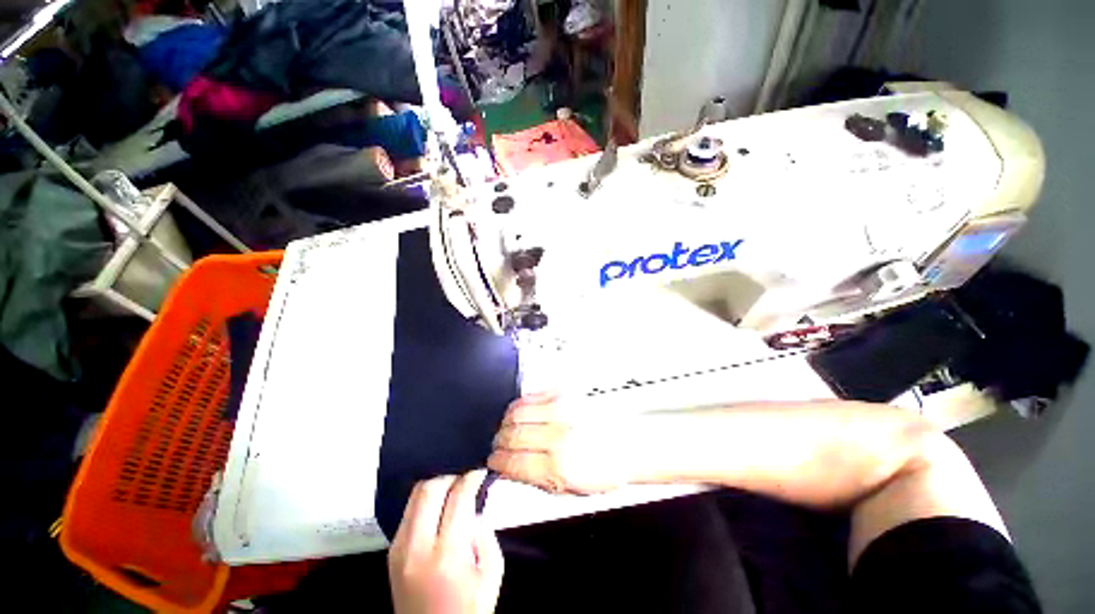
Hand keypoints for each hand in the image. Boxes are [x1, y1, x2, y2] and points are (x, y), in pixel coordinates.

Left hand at [389, 471, 503, 613]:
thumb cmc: (468, 610)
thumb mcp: (491, 574)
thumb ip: (486, 535)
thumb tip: (474, 508)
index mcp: (447, 554)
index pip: (458, 497)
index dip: (472, 477)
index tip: (481, 471)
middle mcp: (417, 547)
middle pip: (430, 489)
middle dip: (452, 476)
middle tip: (466, 479)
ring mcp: (399, 549)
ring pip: (414, 496)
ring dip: (436, 485)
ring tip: (453, 489)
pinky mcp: (391, 552)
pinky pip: (408, 512)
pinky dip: (424, 501)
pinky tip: (438, 507)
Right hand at [488, 394, 640, 494]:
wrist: (627, 443)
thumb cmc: (602, 469)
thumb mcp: (568, 490)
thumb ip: (533, 478)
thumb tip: (508, 468)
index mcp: (559, 467)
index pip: (512, 462)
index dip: (496, 461)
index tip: (493, 460)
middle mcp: (558, 435)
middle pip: (511, 434)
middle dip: (498, 442)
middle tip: (499, 445)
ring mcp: (562, 410)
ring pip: (516, 412)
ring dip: (506, 423)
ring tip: (508, 428)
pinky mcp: (564, 393)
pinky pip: (530, 396)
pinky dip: (519, 406)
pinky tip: (521, 414)